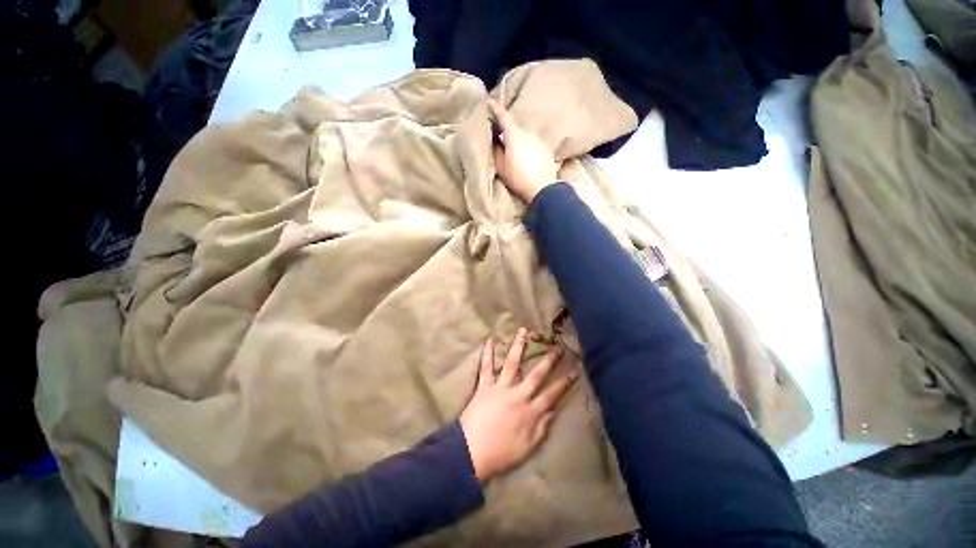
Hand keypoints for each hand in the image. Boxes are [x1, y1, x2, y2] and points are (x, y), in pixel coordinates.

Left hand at [459, 328, 577, 483]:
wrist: (471, 452)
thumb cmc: (501, 454)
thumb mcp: (528, 448)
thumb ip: (542, 428)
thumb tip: (552, 410)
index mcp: (530, 411)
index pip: (552, 394)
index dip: (564, 383)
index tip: (574, 371)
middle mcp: (518, 395)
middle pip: (536, 374)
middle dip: (549, 360)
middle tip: (557, 347)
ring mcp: (500, 388)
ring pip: (512, 363)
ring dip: (518, 346)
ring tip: (524, 331)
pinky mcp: (484, 386)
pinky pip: (486, 367)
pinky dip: (487, 353)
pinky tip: (489, 340)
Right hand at [488, 99, 558, 202]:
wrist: (543, 189)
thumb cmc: (519, 178)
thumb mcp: (502, 167)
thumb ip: (497, 152)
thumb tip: (496, 143)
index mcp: (515, 136)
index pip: (504, 117)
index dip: (495, 109)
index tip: (489, 102)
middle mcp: (528, 134)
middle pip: (515, 130)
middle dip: (508, 135)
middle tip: (501, 144)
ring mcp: (539, 142)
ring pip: (525, 139)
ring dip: (519, 145)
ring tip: (516, 158)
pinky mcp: (547, 151)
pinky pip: (533, 147)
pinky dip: (528, 151)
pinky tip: (527, 163)